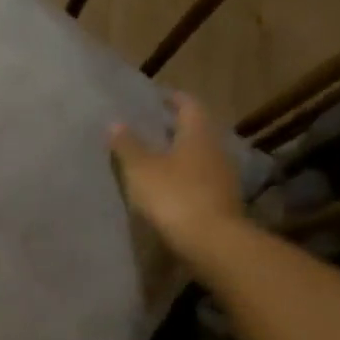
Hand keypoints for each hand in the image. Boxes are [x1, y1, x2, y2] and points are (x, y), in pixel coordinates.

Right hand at [109, 93, 249, 276]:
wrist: (211, 241)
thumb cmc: (174, 195)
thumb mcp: (141, 169)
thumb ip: (128, 145)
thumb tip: (115, 122)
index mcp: (198, 134)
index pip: (188, 105)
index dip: (173, 99)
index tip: (157, 97)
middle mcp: (216, 149)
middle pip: (197, 131)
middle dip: (176, 128)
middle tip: (152, 128)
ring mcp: (223, 177)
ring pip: (200, 156)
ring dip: (181, 155)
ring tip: (157, 158)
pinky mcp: (222, 201)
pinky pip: (201, 180)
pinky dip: (186, 178)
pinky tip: (170, 187)